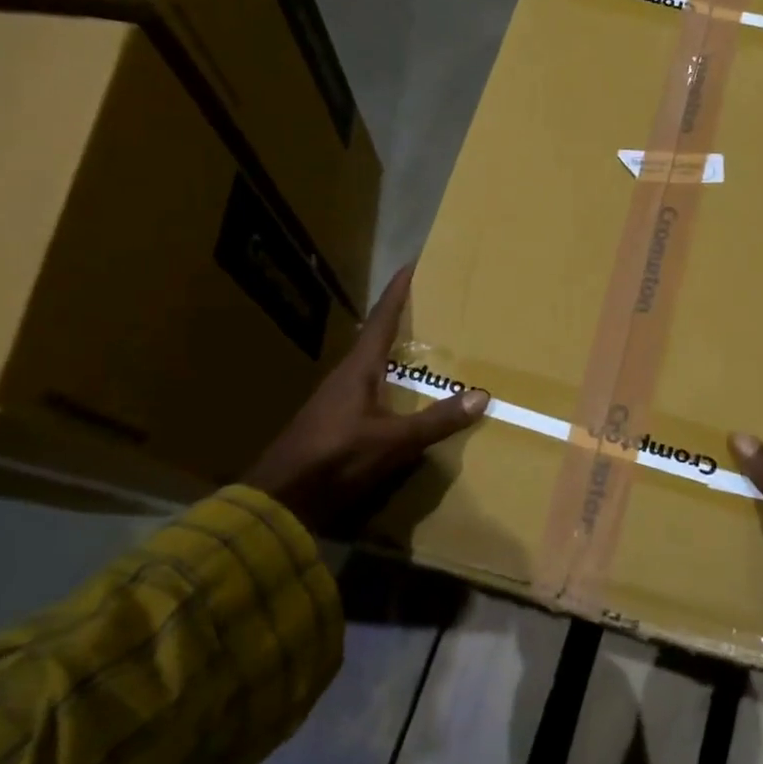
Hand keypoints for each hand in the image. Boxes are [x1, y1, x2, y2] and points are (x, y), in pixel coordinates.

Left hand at [244, 264, 487, 537]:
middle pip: (377, 339)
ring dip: (396, 355)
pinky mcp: (335, 422)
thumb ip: (436, 421)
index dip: (397, 293)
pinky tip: (404, 397)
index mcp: (358, 369)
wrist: (281, 498)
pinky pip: (371, 391)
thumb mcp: (393, 440)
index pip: (381, 320)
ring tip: (426, 349)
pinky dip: (391, 384)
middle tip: (432, 308)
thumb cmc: (336, 458)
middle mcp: (346, 376)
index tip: (412, 265)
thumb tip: (481, 395)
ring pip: (373, 367)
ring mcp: (337, 400)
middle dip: (403, 322)